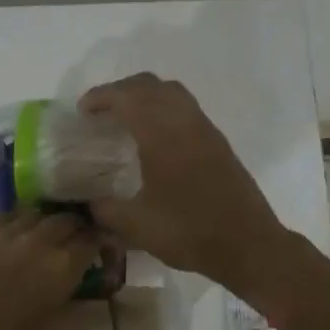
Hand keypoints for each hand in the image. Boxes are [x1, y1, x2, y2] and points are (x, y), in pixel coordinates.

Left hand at [0, 210, 101, 329]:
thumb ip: (72, 298)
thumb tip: (82, 281)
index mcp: (62, 267)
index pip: (92, 238)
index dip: (99, 242)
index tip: (98, 251)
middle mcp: (37, 241)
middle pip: (66, 219)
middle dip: (75, 229)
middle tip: (72, 245)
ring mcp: (5, 233)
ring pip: (36, 213)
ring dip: (46, 224)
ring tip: (43, 240)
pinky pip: (6, 216)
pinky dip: (17, 224)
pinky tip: (14, 240)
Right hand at [80, 73, 293, 293]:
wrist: (247, 244)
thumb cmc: (189, 231)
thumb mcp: (137, 226)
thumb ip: (105, 210)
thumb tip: (88, 203)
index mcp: (162, 133)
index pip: (127, 97)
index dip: (101, 97)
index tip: (82, 111)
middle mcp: (185, 121)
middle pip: (150, 85)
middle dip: (121, 91)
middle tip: (100, 111)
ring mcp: (206, 130)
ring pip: (172, 93)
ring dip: (146, 96)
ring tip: (126, 118)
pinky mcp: (218, 143)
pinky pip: (186, 109)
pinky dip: (164, 110)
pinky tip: (155, 138)